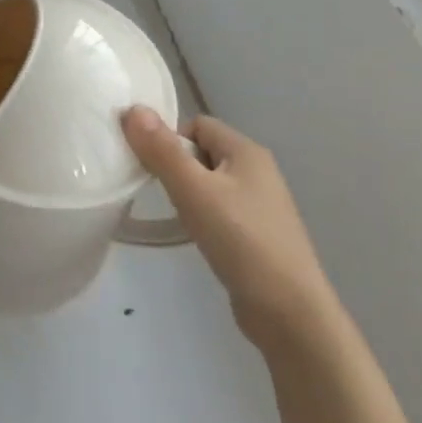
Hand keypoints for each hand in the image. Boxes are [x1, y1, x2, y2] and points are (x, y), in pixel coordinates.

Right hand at [122, 108, 340, 350]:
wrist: (289, 313)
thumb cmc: (241, 240)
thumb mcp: (193, 190)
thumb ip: (161, 150)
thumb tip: (132, 109)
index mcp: (247, 152)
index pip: (197, 125)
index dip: (171, 140)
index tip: (153, 168)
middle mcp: (258, 171)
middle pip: (202, 152)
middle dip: (177, 167)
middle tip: (162, 193)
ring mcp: (261, 205)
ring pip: (210, 183)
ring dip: (188, 194)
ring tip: (178, 218)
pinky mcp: (258, 234)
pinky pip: (220, 210)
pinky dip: (203, 217)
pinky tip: (196, 237)